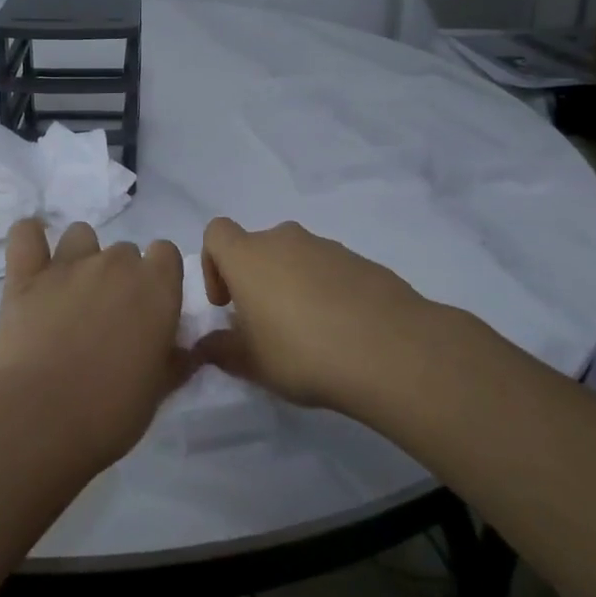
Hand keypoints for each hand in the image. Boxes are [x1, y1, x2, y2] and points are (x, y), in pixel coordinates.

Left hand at [0, 219, 190, 468]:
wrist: (41, 417)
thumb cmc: (111, 411)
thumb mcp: (158, 391)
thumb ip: (174, 361)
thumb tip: (184, 350)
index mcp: (156, 287)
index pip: (166, 253)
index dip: (159, 276)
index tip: (150, 306)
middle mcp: (116, 263)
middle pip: (124, 250)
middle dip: (119, 276)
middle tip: (107, 316)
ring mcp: (68, 264)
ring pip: (80, 235)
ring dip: (80, 256)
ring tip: (70, 292)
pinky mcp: (25, 275)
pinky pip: (25, 233)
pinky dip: (29, 238)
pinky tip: (32, 259)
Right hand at [194, 217, 425, 409]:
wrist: (391, 350)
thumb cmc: (303, 352)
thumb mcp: (253, 363)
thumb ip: (222, 350)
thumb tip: (204, 346)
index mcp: (249, 256)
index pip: (217, 233)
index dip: (214, 263)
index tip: (226, 303)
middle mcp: (285, 240)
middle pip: (258, 247)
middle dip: (255, 280)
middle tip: (266, 325)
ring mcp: (327, 247)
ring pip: (295, 258)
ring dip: (291, 285)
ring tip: (308, 333)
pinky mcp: (361, 261)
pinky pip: (329, 270)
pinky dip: (326, 291)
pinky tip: (341, 331)